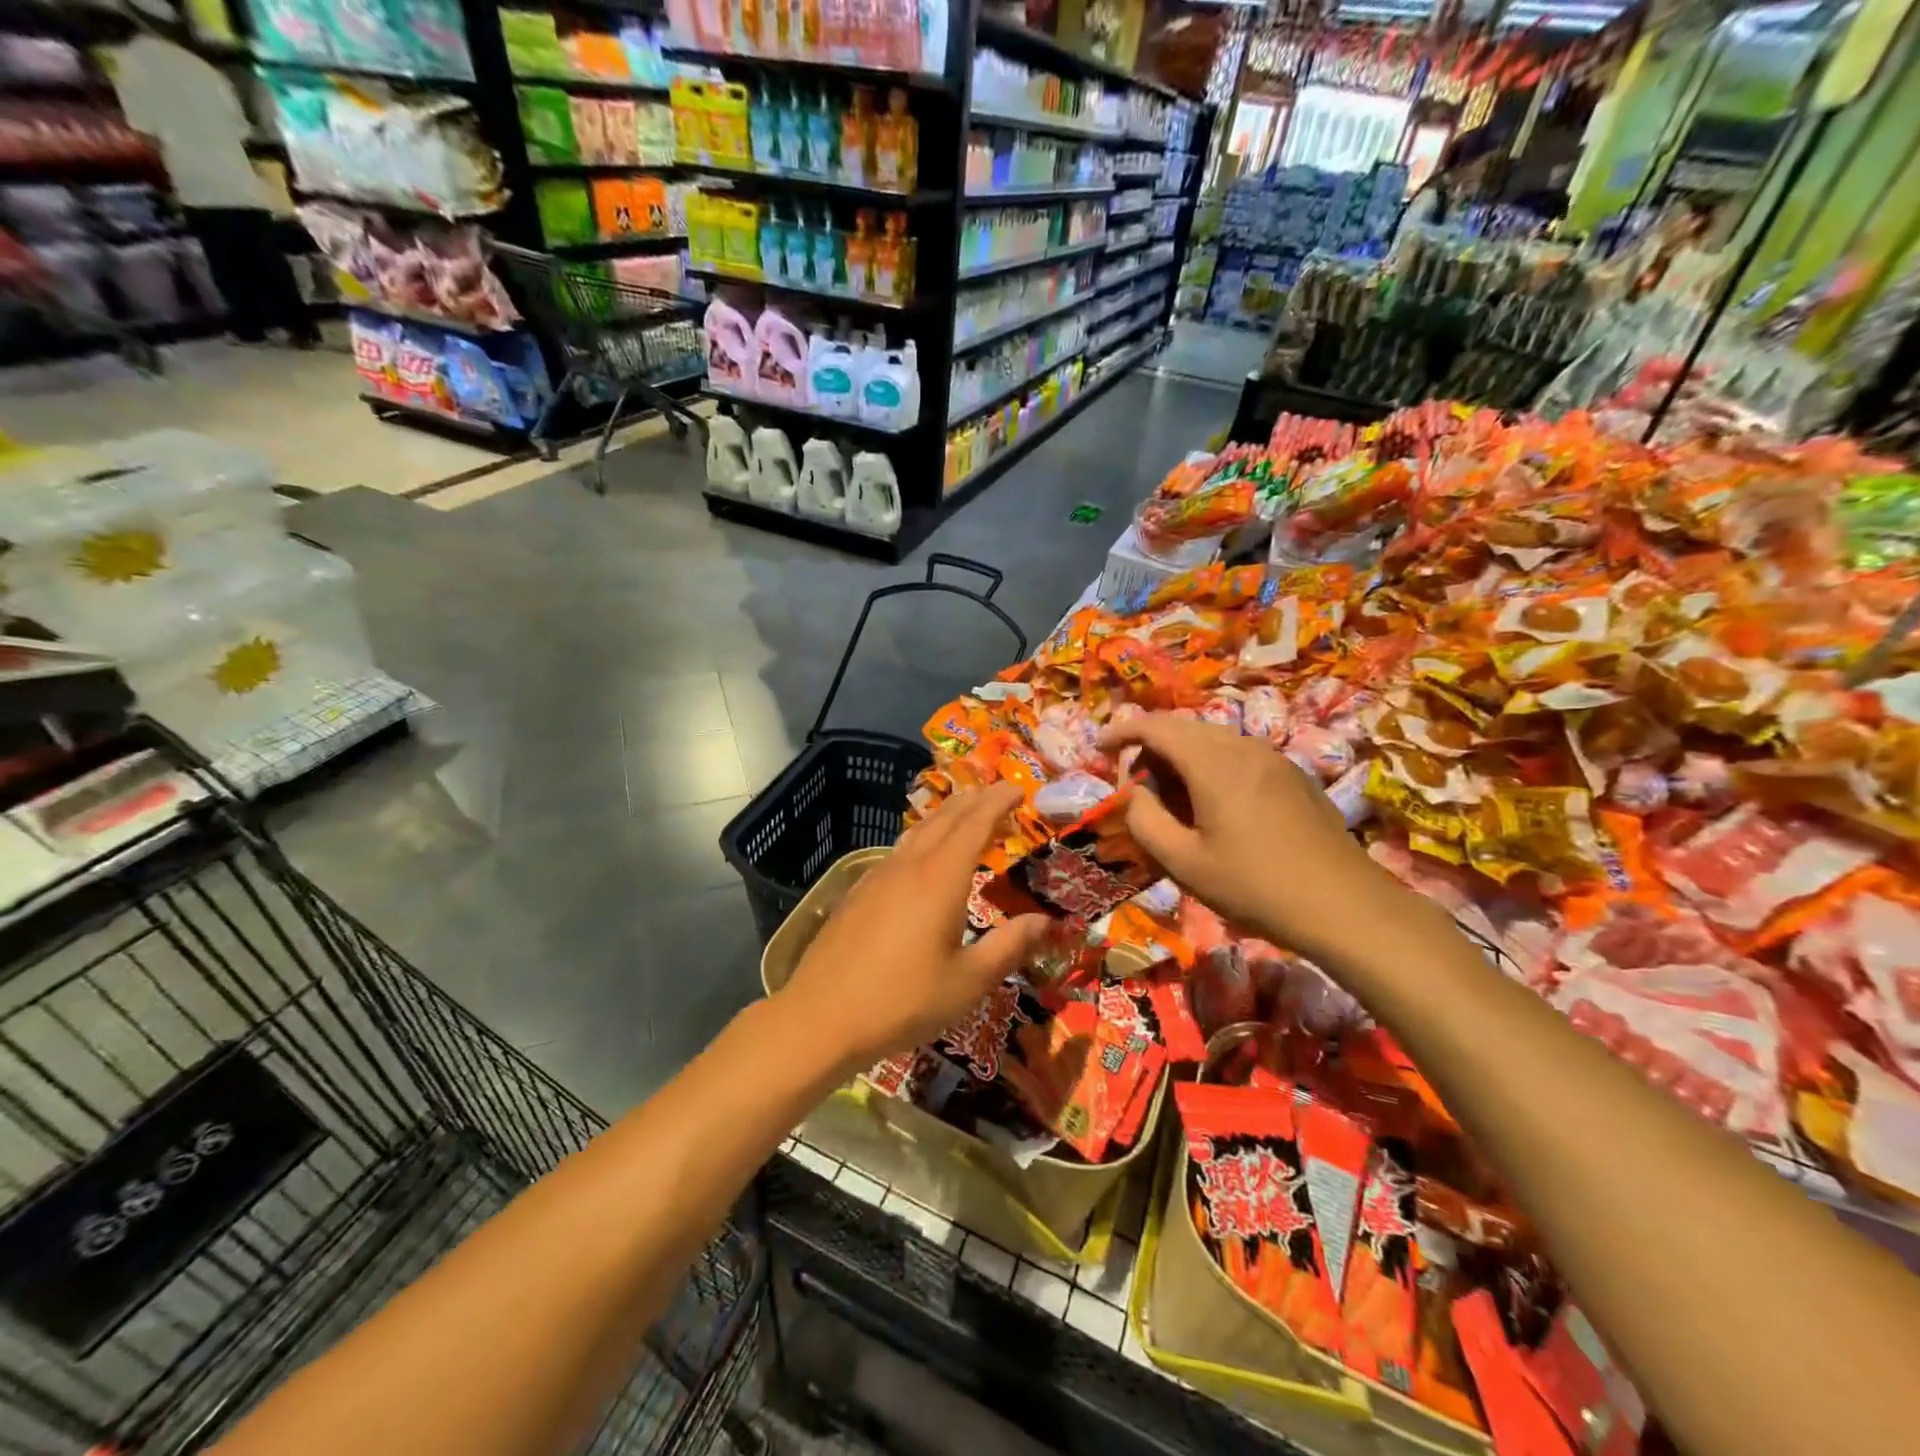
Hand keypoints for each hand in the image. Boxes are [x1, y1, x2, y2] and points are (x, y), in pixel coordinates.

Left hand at [778, 784, 1050, 1076]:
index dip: (998, 802)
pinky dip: (923, 836)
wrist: (821, 1017)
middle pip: (945, 818)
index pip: (975, 824)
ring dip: (947, 815)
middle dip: (975, 800)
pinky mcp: (859, 891)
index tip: (1019, 789)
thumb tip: (1046, 921)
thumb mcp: (968, 982)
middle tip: (999, 793)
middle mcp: (909, 866)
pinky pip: (899, 849)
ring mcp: (879, 875)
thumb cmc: (902, 1001)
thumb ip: (1009, 947)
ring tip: (966, 813)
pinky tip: (921, 854)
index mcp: (941, 878)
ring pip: (918, 830)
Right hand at [1099, 714, 1409, 964]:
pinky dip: (1210, 765)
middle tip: (1133, 784)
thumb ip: (1145, 820)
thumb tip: (1135, 793)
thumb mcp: (1184, 863)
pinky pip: (1239, 754)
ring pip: (1213, 739)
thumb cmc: (1255, 886)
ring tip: (1170, 797)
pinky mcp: (1293, 775)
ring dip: (1181, 756)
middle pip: (1184, 727)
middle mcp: (1243, 747)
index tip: (1099, 748)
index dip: (1121, 732)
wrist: (1345, 906)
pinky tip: (1213, 804)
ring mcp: (1273, 758)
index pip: (1155, 726)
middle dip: (1150, 746)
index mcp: (1213, 762)